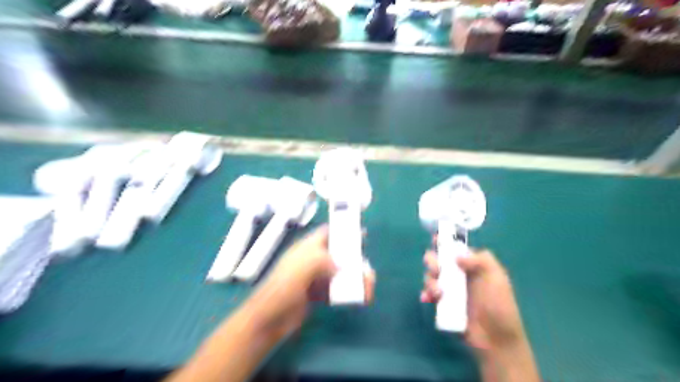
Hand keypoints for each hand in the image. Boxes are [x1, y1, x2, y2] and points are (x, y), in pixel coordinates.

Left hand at [252, 225, 377, 338]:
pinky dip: (349, 293)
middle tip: (368, 269)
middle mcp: (312, 260)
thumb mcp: (302, 267)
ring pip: (340, 272)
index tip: (361, 233)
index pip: (326, 233)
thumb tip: (341, 266)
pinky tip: (360, 298)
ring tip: (368, 287)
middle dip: (354, 259)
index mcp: (306, 248)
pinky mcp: (317, 294)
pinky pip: (337, 289)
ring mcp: (314, 278)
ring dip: (355, 279)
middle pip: (338, 253)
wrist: (269, 320)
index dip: (343, 230)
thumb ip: (323, 260)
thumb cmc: (282, 289)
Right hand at [420, 248, 524, 354]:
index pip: (455, 247)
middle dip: (432, 262)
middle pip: (438, 260)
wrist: (496, 340)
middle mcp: (459, 274)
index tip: (435, 240)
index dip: (444, 242)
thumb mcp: (497, 278)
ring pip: (431, 276)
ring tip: (437, 293)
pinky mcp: (443, 303)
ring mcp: (450, 289)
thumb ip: (480, 260)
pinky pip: (429, 293)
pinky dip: (426, 293)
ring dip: (430, 280)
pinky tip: (427, 299)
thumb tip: (456, 256)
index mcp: (473, 265)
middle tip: (437, 270)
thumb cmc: (499, 306)